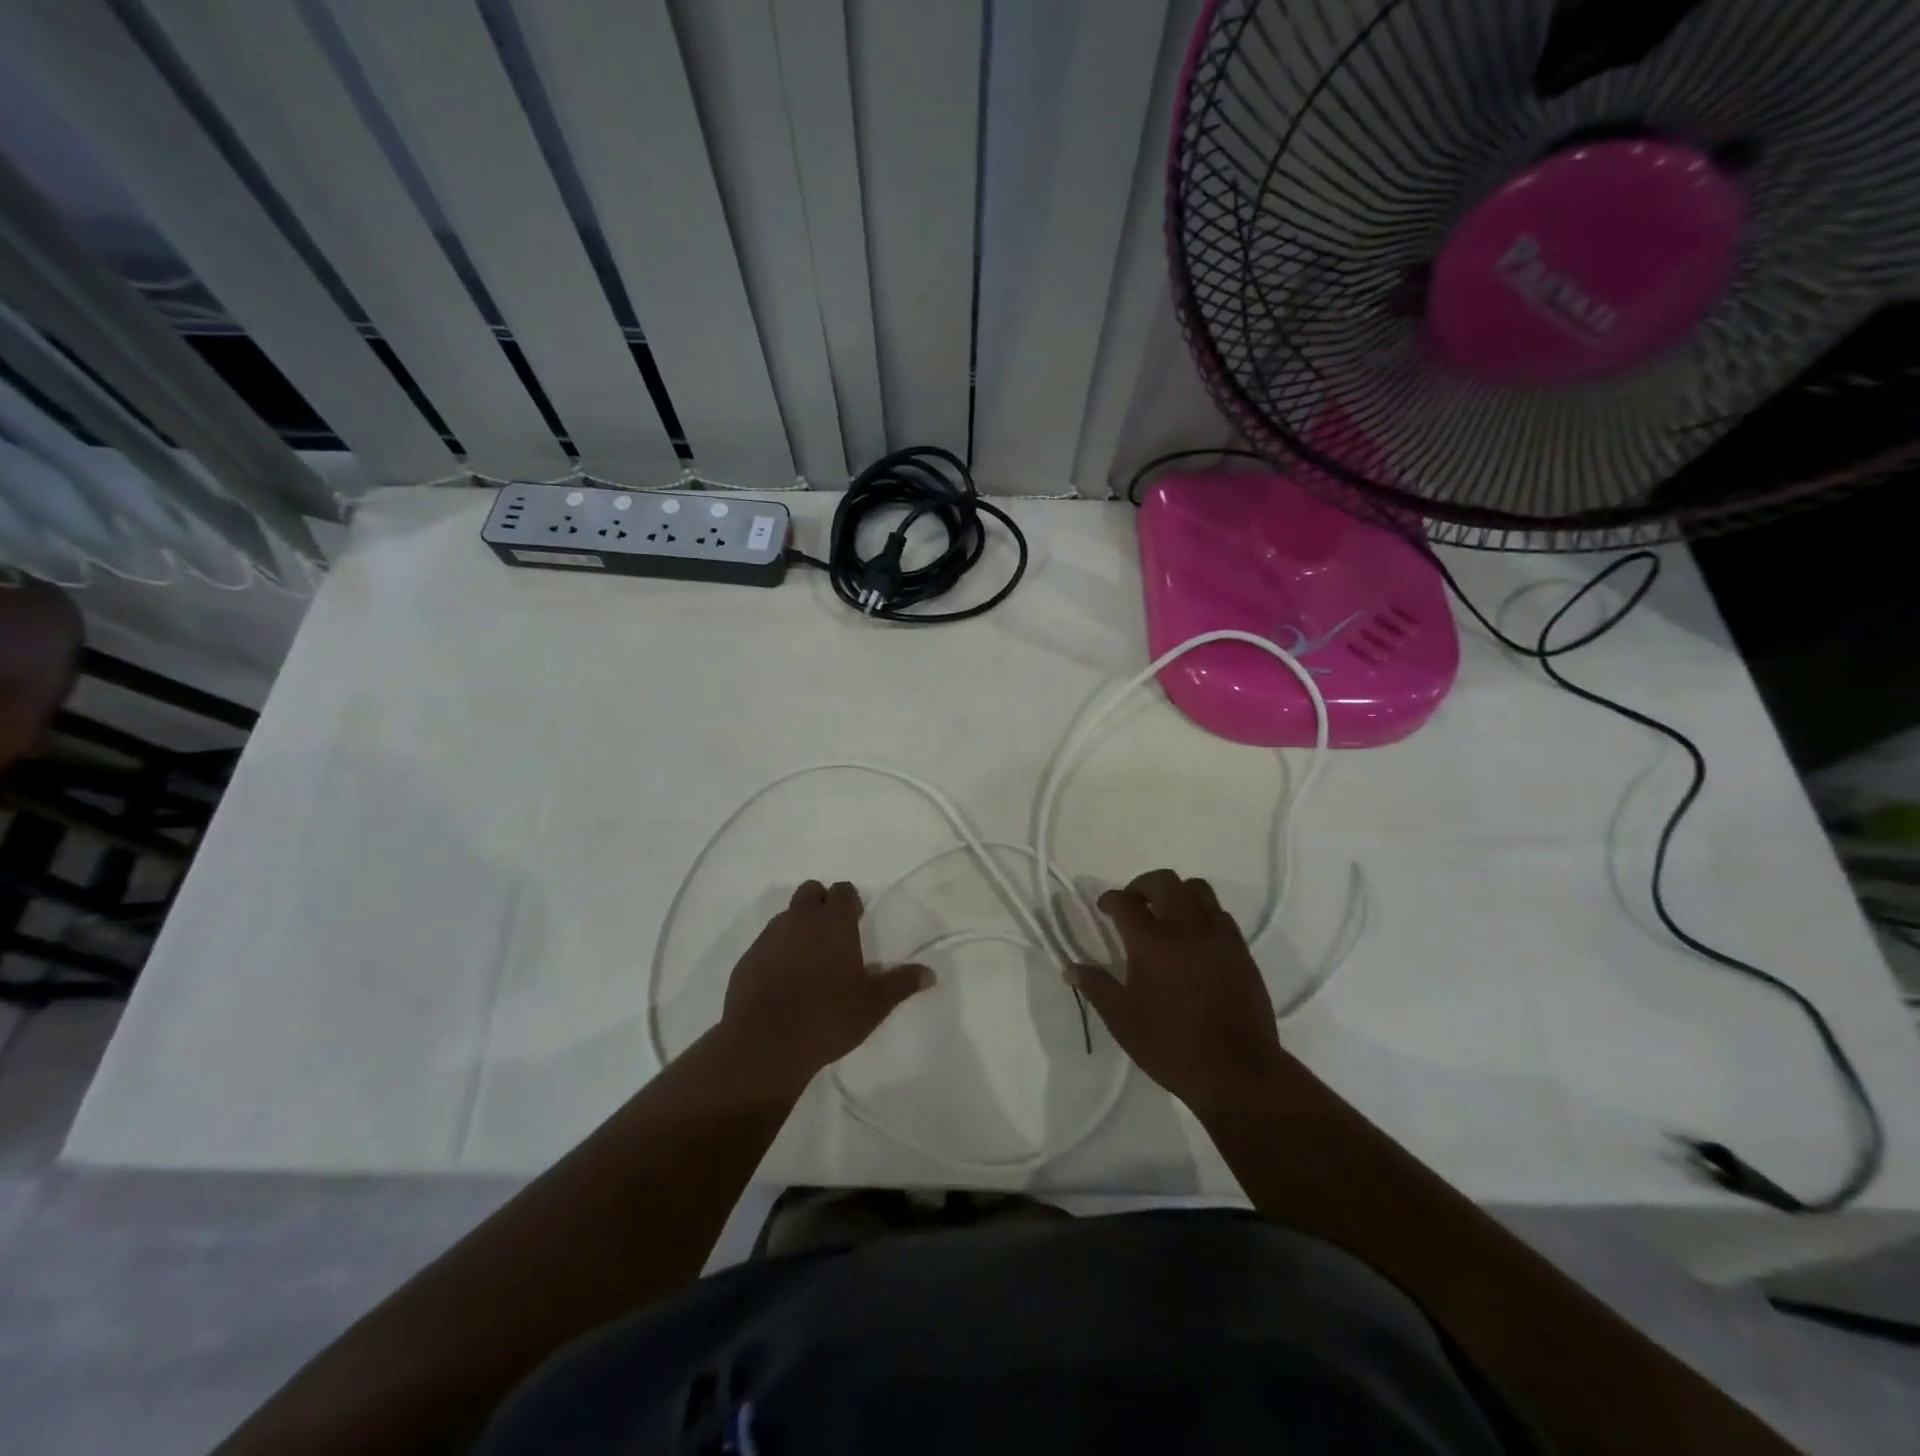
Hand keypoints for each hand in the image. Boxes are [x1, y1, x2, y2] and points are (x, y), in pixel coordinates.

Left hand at [719, 880, 933, 1088]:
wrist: (766, 1043)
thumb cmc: (829, 1017)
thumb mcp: (874, 1004)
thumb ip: (901, 983)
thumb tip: (931, 973)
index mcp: (834, 922)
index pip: (842, 890)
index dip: (850, 901)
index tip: (856, 920)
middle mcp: (800, 920)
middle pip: (810, 892)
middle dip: (821, 904)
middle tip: (832, 935)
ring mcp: (769, 937)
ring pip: (786, 917)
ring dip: (797, 928)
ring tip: (808, 960)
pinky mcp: (747, 959)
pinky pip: (765, 944)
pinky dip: (776, 953)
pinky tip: (783, 982)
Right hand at [1069, 870, 1292, 1117]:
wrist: (1238, 1072)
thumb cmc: (1172, 1046)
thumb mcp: (1123, 1020)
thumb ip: (1097, 987)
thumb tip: (1070, 969)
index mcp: (1152, 942)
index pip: (1126, 902)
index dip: (1111, 899)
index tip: (1104, 908)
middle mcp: (1186, 928)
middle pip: (1165, 882)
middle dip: (1143, 885)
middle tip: (1133, 903)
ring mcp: (1218, 936)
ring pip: (1198, 890)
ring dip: (1177, 892)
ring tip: (1165, 914)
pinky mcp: (1240, 949)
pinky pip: (1219, 913)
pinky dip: (1202, 912)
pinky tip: (1193, 937)